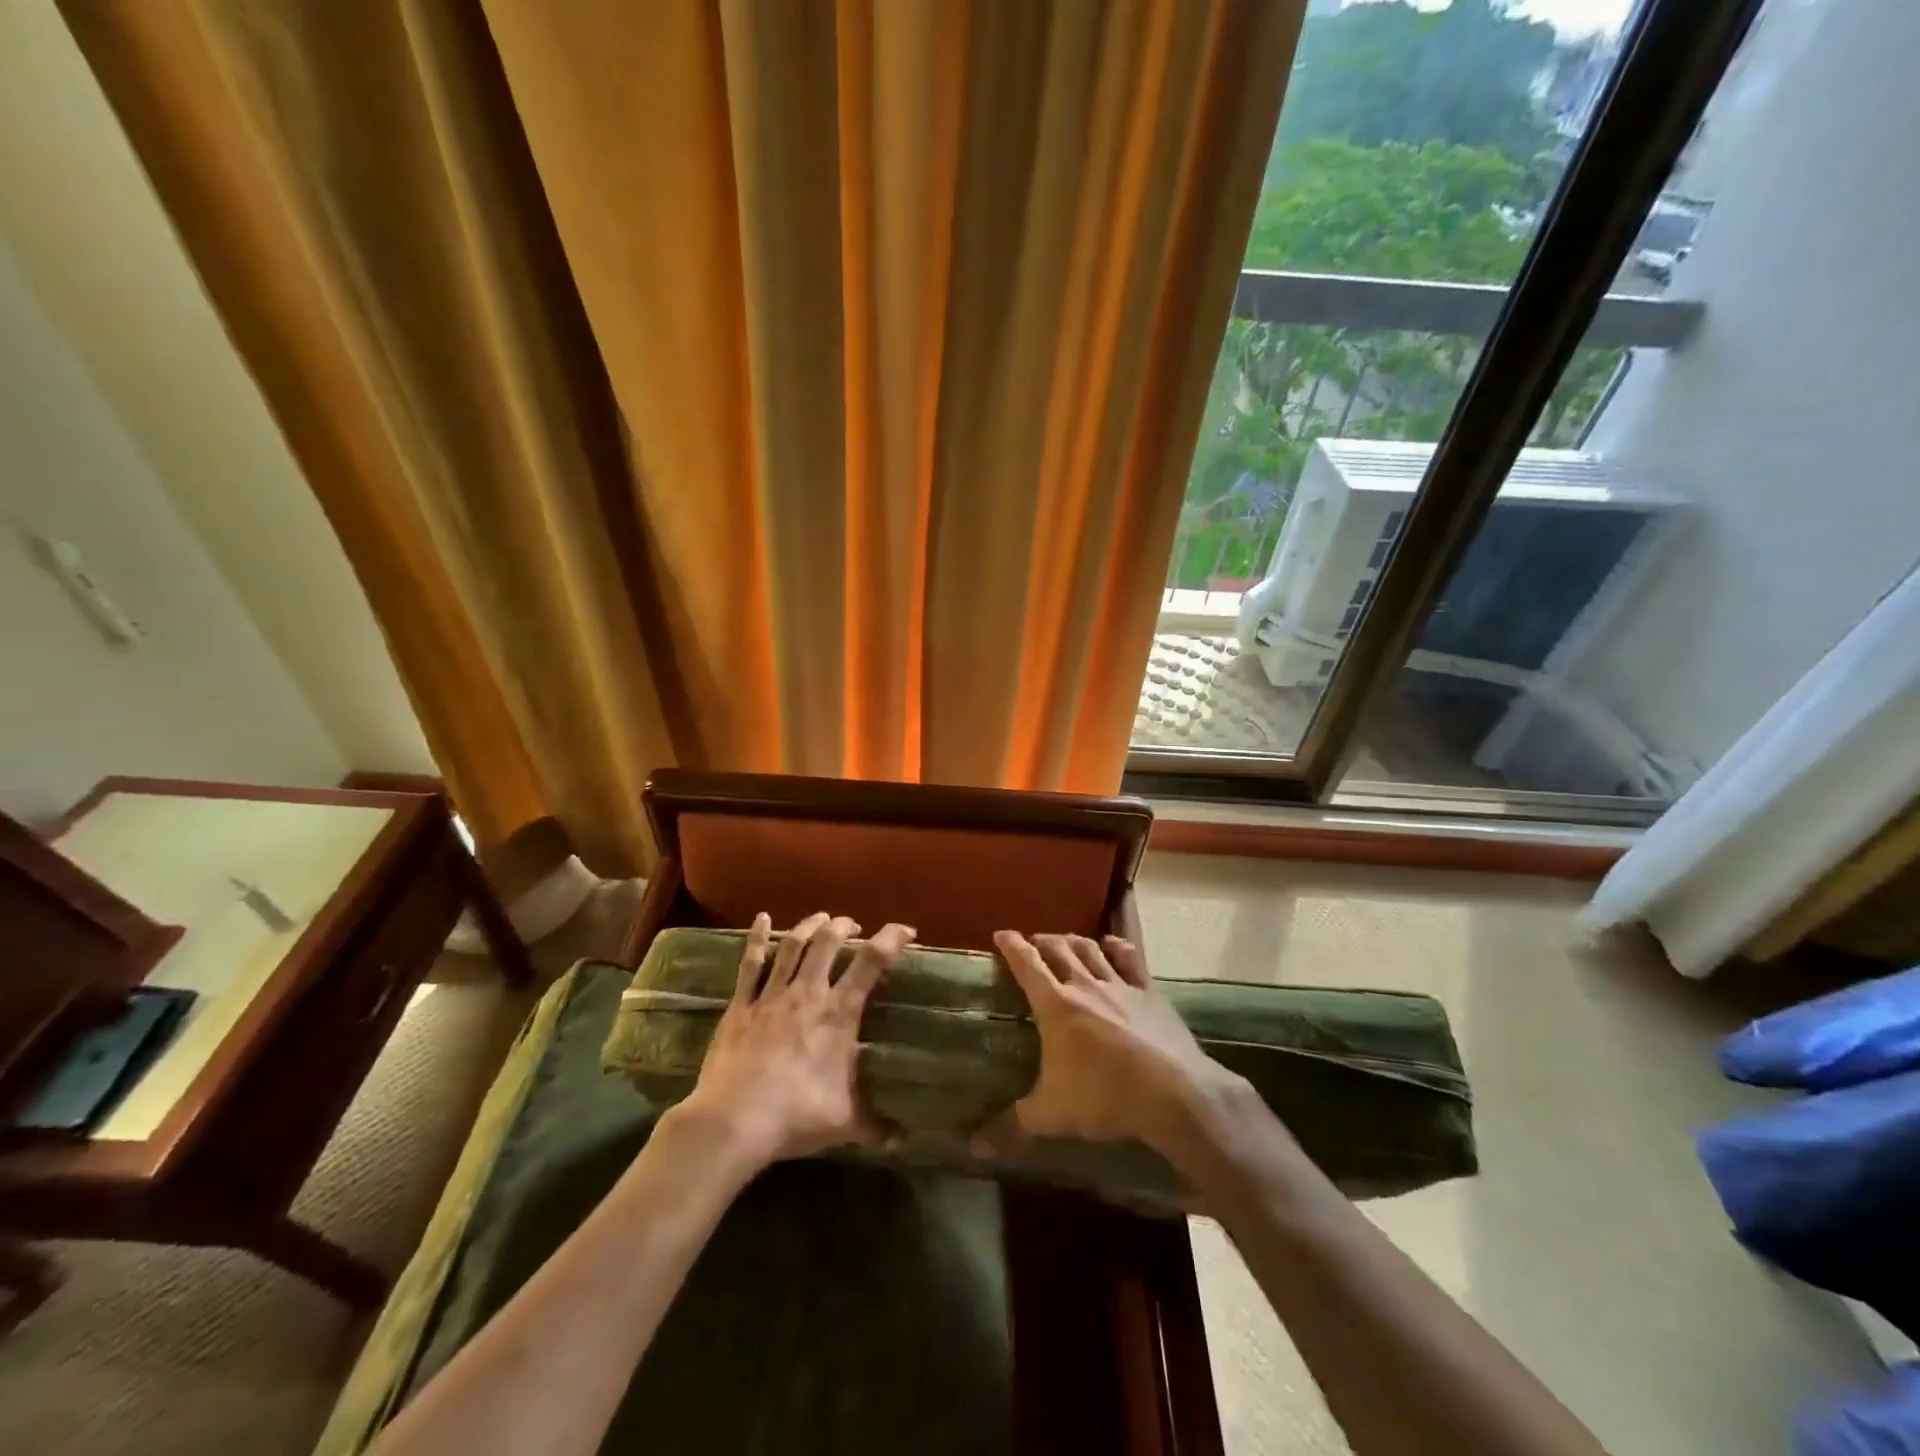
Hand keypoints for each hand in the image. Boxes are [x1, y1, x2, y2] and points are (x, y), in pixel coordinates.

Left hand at [672, 911, 914, 1173]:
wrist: (733, 1122)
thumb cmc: (795, 1116)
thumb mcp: (844, 1123)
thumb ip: (874, 1126)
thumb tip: (901, 1140)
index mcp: (838, 1013)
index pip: (871, 963)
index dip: (891, 939)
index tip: (906, 931)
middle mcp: (808, 993)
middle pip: (828, 942)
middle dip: (844, 926)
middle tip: (853, 926)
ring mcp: (772, 995)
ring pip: (793, 945)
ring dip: (809, 925)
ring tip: (821, 918)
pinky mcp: (741, 1004)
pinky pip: (750, 963)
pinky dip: (757, 937)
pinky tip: (761, 918)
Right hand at [975, 931, 1246, 1161]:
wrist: (1173, 1092)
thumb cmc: (1104, 1097)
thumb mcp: (1051, 1115)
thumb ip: (1012, 1127)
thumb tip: (973, 1149)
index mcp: (1055, 1005)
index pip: (1027, 964)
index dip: (1012, 946)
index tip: (1001, 934)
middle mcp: (1085, 985)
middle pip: (1059, 950)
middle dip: (1043, 942)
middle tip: (1034, 942)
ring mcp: (1120, 986)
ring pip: (1092, 950)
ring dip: (1075, 941)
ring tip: (1066, 940)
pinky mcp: (1149, 993)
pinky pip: (1131, 960)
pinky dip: (1118, 948)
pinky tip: (1112, 944)